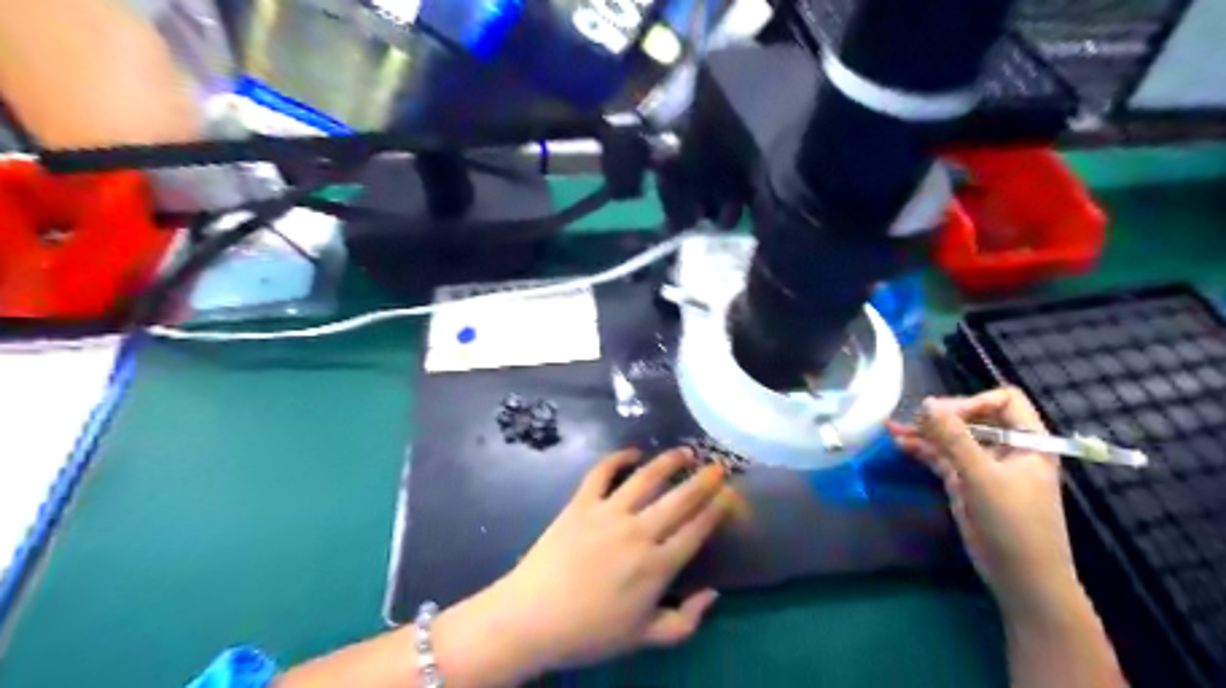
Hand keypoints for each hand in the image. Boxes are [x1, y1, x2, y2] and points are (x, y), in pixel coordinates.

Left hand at [441, 448, 725, 678]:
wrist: (532, 618)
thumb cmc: (590, 632)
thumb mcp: (644, 638)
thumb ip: (685, 620)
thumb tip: (713, 594)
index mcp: (657, 566)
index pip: (696, 530)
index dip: (716, 510)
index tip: (729, 495)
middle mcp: (639, 532)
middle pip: (679, 499)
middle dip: (703, 480)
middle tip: (718, 466)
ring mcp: (608, 513)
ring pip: (646, 477)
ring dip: (668, 461)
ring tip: (684, 451)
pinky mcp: (581, 503)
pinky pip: (602, 472)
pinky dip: (618, 457)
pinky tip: (632, 452)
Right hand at [887, 387, 1075, 618]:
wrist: (1021, 578)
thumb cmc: (1014, 523)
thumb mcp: (983, 477)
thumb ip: (953, 438)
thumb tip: (926, 403)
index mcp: (1027, 441)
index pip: (1004, 401)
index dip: (973, 402)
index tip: (944, 416)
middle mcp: (1006, 448)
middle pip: (972, 417)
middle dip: (941, 416)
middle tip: (913, 420)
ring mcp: (984, 465)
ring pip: (952, 438)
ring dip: (924, 432)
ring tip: (892, 427)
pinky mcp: (965, 482)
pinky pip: (942, 457)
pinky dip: (922, 450)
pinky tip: (899, 444)